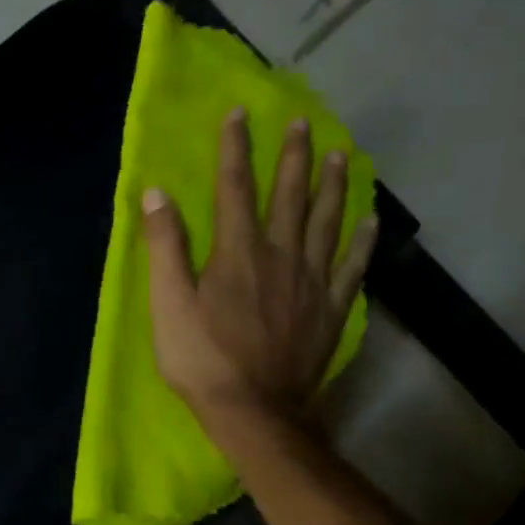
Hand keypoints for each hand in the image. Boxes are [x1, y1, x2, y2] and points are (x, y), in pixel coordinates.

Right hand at [144, 109, 376, 436]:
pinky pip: (351, 266)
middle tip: (303, 122)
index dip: (235, 147)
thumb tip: (156, 193)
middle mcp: (280, 255)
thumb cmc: (202, 359)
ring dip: (332, 185)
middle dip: (293, 156)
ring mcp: (311, 281)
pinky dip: (362, 240)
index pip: (234, 187)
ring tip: (339, 154)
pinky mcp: (330, 309)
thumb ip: (164, 247)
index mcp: (237, 252)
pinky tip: (369, 219)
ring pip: (326, 221)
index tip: (239, 113)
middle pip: (289, 195)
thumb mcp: (168, 304)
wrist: (254, 411)